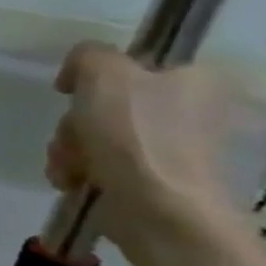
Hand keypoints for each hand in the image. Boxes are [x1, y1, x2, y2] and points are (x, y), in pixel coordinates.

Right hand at [46, 41, 236, 239]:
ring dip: (69, 149)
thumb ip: (89, 55)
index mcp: (196, 79)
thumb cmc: (136, 136)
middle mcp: (192, 110)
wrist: (159, 209)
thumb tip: (79, 71)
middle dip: (74, 123)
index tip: (71, 93)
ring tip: (71, 166)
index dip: (94, 78)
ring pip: (95, 135)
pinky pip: (100, 163)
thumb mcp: (105, 75)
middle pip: (106, 103)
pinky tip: (73, 180)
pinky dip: (77, 170)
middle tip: (72, 136)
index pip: (132, 64)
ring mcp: (173, 148)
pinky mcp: (153, 178)